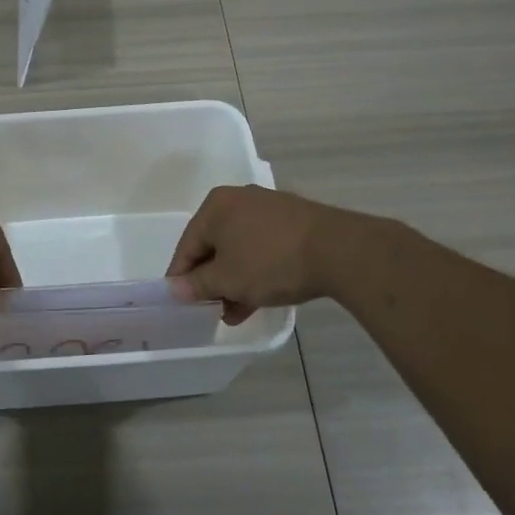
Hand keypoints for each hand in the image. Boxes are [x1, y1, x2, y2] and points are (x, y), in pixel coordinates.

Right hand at [166, 186, 342, 323]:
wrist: (339, 251)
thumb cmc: (270, 262)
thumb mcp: (227, 279)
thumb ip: (197, 285)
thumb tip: (175, 288)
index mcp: (215, 207)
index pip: (187, 246)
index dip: (181, 277)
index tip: (181, 303)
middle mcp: (238, 201)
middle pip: (214, 246)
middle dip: (212, 282)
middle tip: (211, 309)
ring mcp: (269, 210)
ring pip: (240, 250)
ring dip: (234, 282)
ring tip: (235, 313)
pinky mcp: (293, 222)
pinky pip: (263, 248)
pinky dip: (256, 272)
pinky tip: (258, 299)